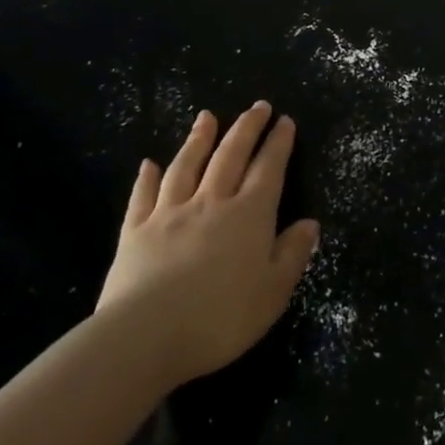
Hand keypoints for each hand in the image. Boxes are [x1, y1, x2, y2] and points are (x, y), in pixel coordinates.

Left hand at [95, 100, 319, 388]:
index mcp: (249, 215)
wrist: (143, 338)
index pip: (268, 168)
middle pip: (230, 156)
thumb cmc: (220, 318)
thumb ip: (292, 254)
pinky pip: (142, 197)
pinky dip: (146, 178)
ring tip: (207, 116)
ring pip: (187, 166)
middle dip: (246, 128)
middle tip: (258, 106)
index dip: (278, 143)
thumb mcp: (273, 292)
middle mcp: (211, 202)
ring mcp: (170, 214)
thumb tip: (310, 223)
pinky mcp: (135, 233)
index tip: (284, 120)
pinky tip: (148, 164)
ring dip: (199, 139)